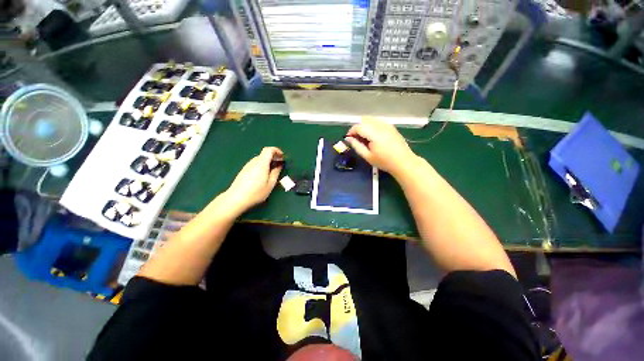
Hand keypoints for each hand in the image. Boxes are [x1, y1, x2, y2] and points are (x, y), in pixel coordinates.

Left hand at [223, 147, 282, 213]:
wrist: (236, 198)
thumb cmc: (256, 192)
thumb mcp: (270, 184)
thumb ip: (276, 173)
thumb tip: (279, 165)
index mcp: (261, 163)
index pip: (269, 150)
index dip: (277, 150)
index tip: (282, 157)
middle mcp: (254, 162)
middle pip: (264, 154)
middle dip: (273, 157)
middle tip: (279, 165)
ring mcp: (247, 166)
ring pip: (260, 160)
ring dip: (267, 162)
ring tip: (272, 172)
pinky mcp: (244, 171)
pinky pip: (255, 164)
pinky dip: (262, 166)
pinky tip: (263, 176)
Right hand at [345, 118, 418, 176]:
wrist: (403, 162)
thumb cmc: (384, 161)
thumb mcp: (367, 156)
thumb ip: (357, 146)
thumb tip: (348, 139)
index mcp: (374, 133)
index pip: (358, 126)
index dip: (351, 131)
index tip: (349, 139)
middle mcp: (380, 126)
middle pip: (364, 120)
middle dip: (357, 127)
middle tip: (356, 138)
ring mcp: (387, 125)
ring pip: (371, 119)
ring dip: (364, 126)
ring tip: (364, 137)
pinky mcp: (391, 126)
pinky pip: (377, 121)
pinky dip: (371, 125)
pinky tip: (372, 136)